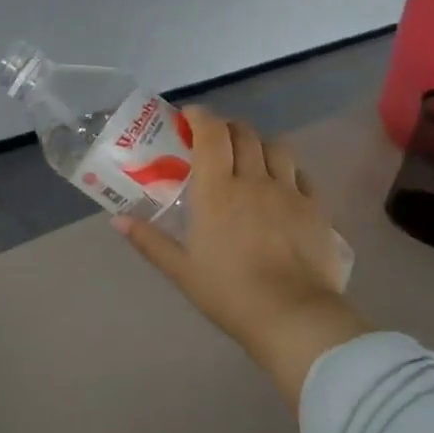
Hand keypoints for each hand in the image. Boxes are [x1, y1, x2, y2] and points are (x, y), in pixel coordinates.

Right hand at [113, 106, 365, 406]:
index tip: (189, 116)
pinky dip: (288, 169)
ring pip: (277, 147)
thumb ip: (148, 240)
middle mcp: (254, 179)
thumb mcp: (180, 270)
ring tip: (250, 157)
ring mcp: (289, 192)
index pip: (211, 133)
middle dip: (227, 128)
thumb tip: (117, 220)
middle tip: (214, 140)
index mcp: (217, 189)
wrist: (293, 316)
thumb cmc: (228, 292)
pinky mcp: (316, 209)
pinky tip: (282, 184)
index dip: (201, 116)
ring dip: (259, 143)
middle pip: (245, 133)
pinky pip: (302, 174)